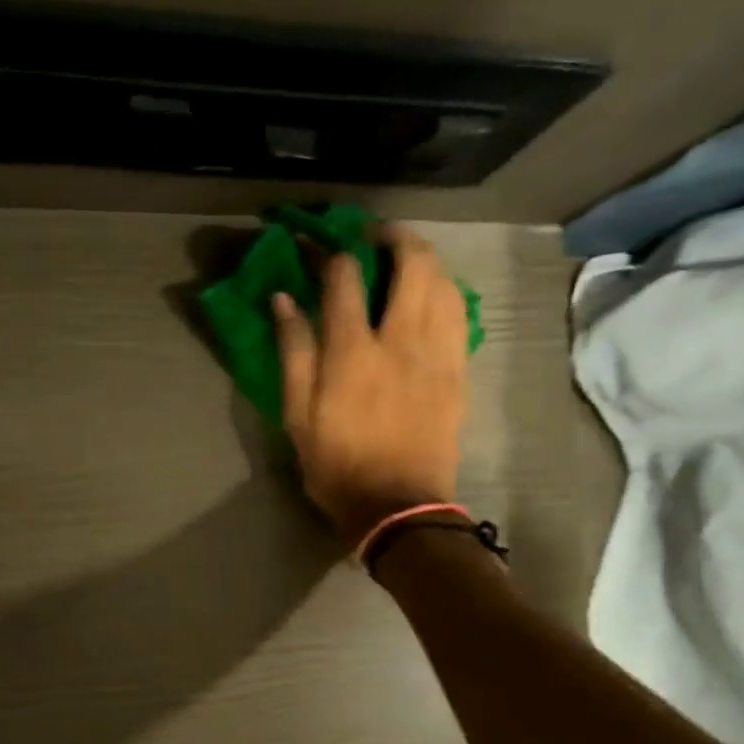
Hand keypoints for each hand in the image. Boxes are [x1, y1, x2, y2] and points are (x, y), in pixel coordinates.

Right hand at [272, 227, 469, 542]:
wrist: (399, 507)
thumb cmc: (338, 465)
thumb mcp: (298, 416)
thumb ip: (292, 352)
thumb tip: (283, 299)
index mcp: (353, 352)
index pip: (346, 277)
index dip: (331, 251)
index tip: (320, 246)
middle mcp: (401, 340)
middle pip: (412, 262)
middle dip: (393, 236)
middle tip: (374, 237)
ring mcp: (437, 354)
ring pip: (444, 282)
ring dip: (425, 259)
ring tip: (405, 261)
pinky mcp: (458, 371)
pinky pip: (460, 314)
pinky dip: (446, 292)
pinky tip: (432, 296)